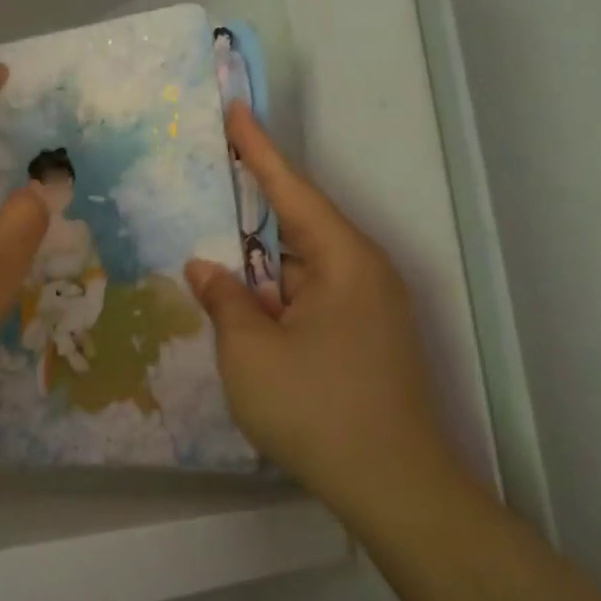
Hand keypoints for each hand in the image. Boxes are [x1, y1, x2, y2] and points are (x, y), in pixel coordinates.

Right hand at [185, 104, 464, 532]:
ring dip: (257, 263)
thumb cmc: (317, 409)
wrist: (394, 490)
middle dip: (249, 208)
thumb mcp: (251, 352)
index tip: (235, 110)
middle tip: (206, 178)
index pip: (292, 189)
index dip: (258, 149)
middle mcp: (363, 273)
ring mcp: (366, 309)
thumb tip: (206, 269)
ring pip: (299, 268)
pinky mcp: (362, 339)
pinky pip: (308, 299)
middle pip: (297, 226)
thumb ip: (224, 299)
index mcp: (344, 260)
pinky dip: (273, 295)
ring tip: (208, 244)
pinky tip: (240, 302)